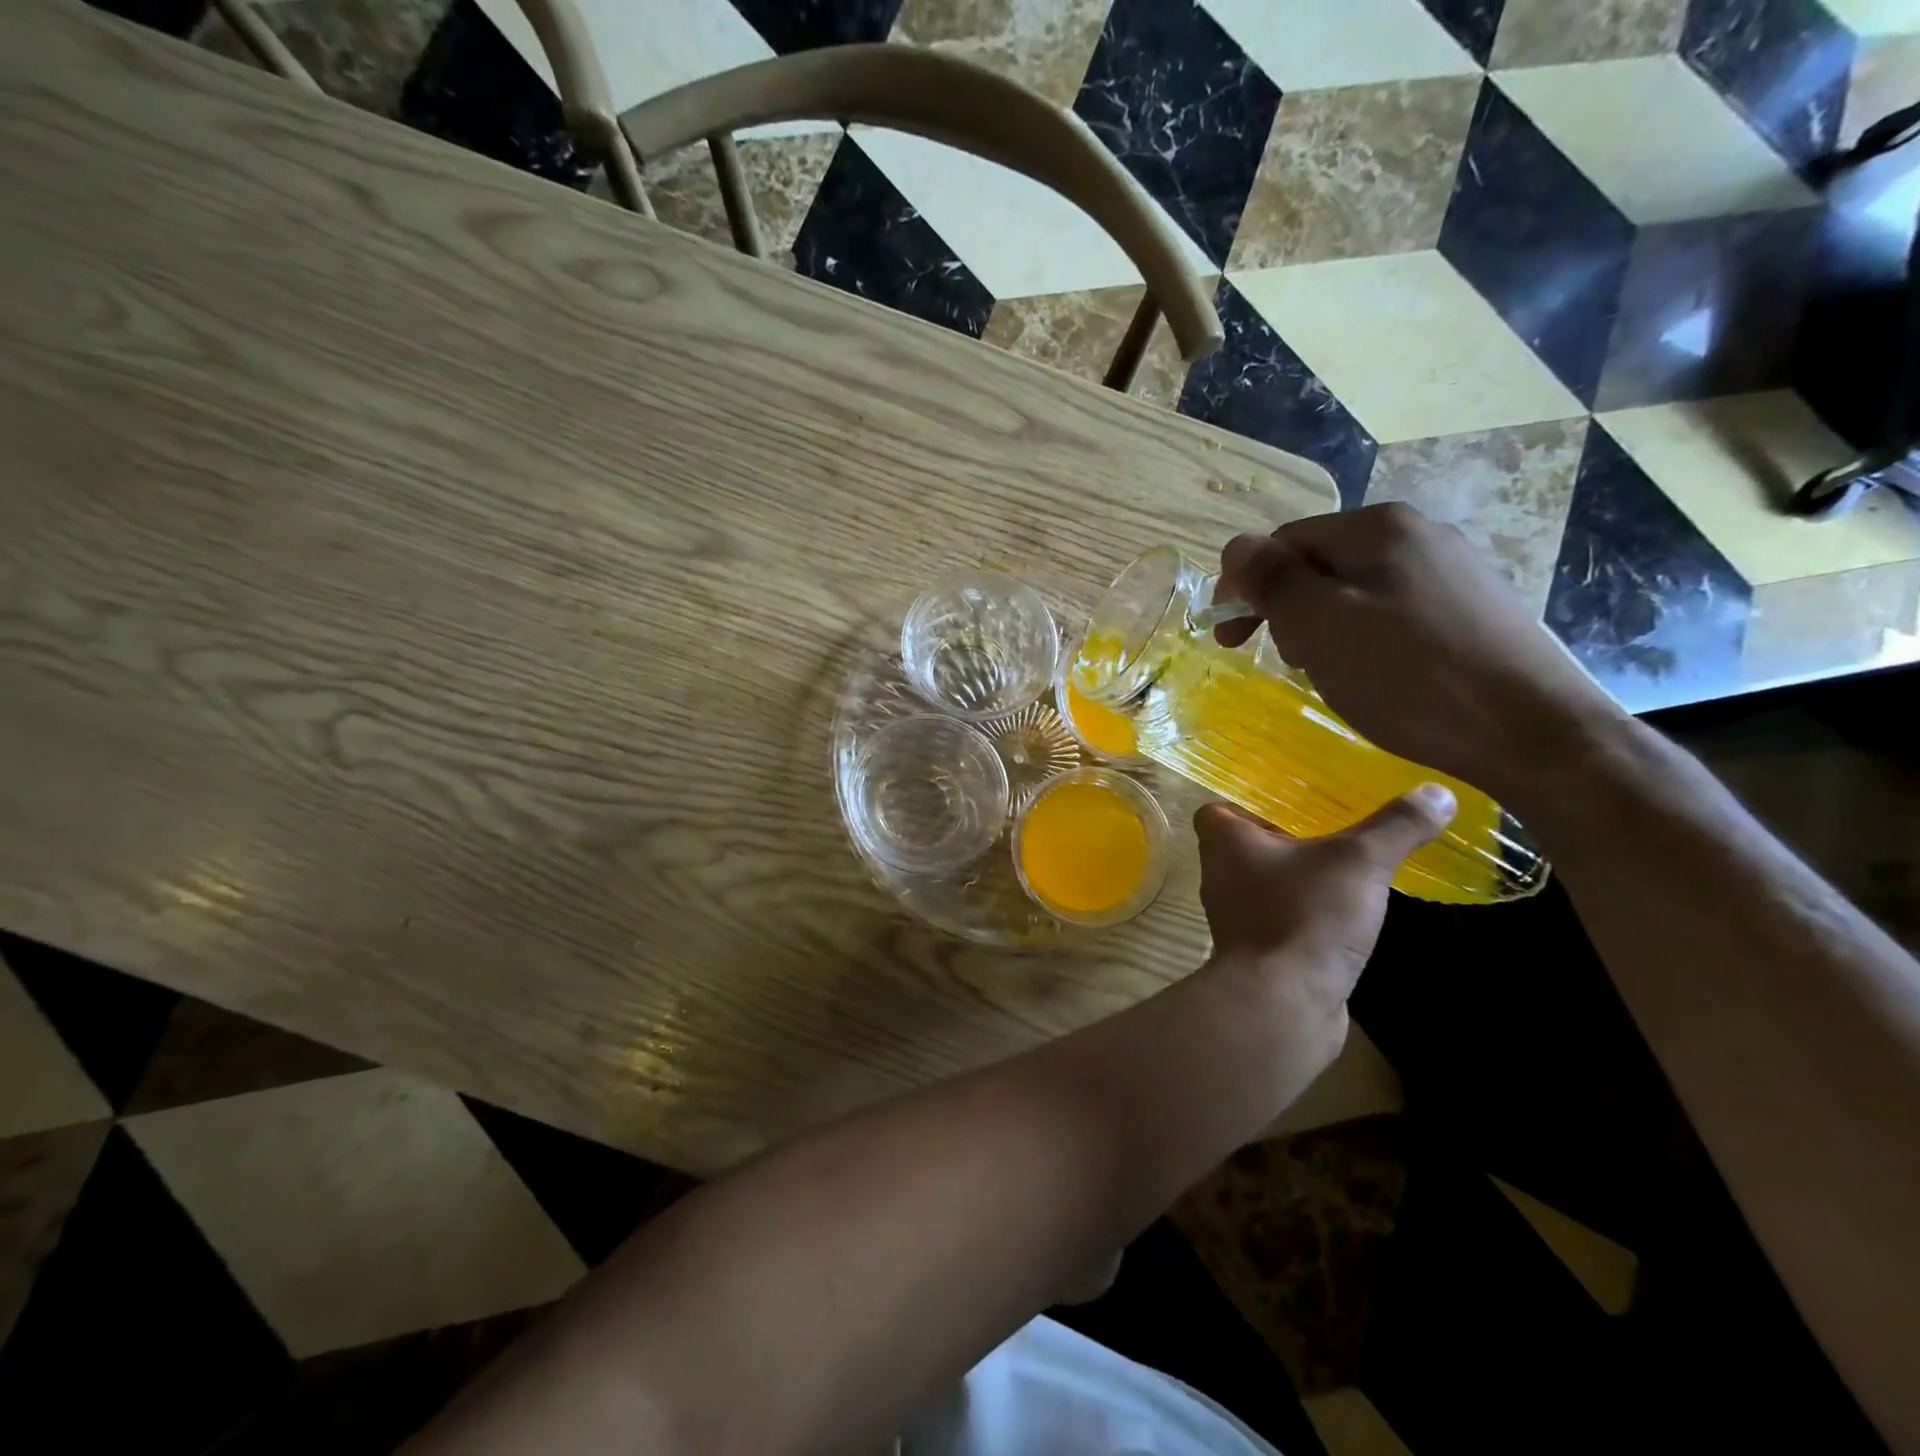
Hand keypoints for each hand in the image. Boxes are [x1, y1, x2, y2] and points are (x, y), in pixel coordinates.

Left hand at [1195, 787, 1453, 1053]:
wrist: (1284, 1004)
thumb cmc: (1305, 915)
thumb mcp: (1358, 861)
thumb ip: (1395, 825)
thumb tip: (1438, 792)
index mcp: (1223, 842)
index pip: (1216, 810)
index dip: (1246, 802)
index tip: (1289, 800)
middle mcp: (1220, 876)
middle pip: (1246, 846)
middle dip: (1285, 838)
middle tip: (1333, 828)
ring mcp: (1236, 918)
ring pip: (1266, 884)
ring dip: (1299, 879)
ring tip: (1348, 868)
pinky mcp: (1259, 953)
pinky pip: (1282, 920)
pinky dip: (1308, 915)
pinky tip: (1347, 915)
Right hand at [1215, 504, 1626, 805]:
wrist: (1533, 733)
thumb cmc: (1412, 677)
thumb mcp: (1323, 627)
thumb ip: (1273, 581)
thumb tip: (1235, 546)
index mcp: (1379, 527)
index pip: (1284, 541)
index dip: (1247, 585)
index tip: (1228, 637)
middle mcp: (1419, 534)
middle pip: (1321, 562)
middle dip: (1287, 608)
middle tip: (1284, 660)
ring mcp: (1452, 570)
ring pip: (1355, 589)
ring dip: (1323, 626)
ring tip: (1328, 672)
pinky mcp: (1472, 609)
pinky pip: (1391, 611)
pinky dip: (1362, 637)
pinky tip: (1373, 674)